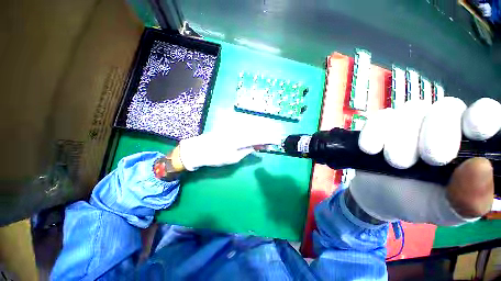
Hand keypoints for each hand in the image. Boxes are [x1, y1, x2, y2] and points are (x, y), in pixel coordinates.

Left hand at [179, 130, 282, 170]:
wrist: (199, 149)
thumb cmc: (216, 157)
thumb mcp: (234, 158)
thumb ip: (247, 150)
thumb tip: (257, 147)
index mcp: (240, 139)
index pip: (259, 137)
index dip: (269, 139)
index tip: (277, 140)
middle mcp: (238, 130)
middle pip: (257, 130)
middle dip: (266, 134)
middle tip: (273, 139)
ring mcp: (234, 126)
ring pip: (252, 127)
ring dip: (260, 131)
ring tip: (264, 139)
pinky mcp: (230, 125)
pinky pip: (245, 126)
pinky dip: (252, 129)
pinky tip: (255, 133)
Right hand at [351, 97, 497, 225]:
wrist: (377, 196)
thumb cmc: (418, 203)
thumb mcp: (446, 211)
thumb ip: (468, 199)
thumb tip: (482, 167)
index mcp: (471, 144)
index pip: (486, 114)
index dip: (483, 115)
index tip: (474, 129)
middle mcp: (445, 124)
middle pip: (446, 108)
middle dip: (436, 134)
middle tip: (428, 160)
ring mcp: (411, 121)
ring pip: (411, 110)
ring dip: (401, 138)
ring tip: (396, 163)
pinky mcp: (382, 124)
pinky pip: (379, 118)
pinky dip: (374, 132)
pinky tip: (370, 150)